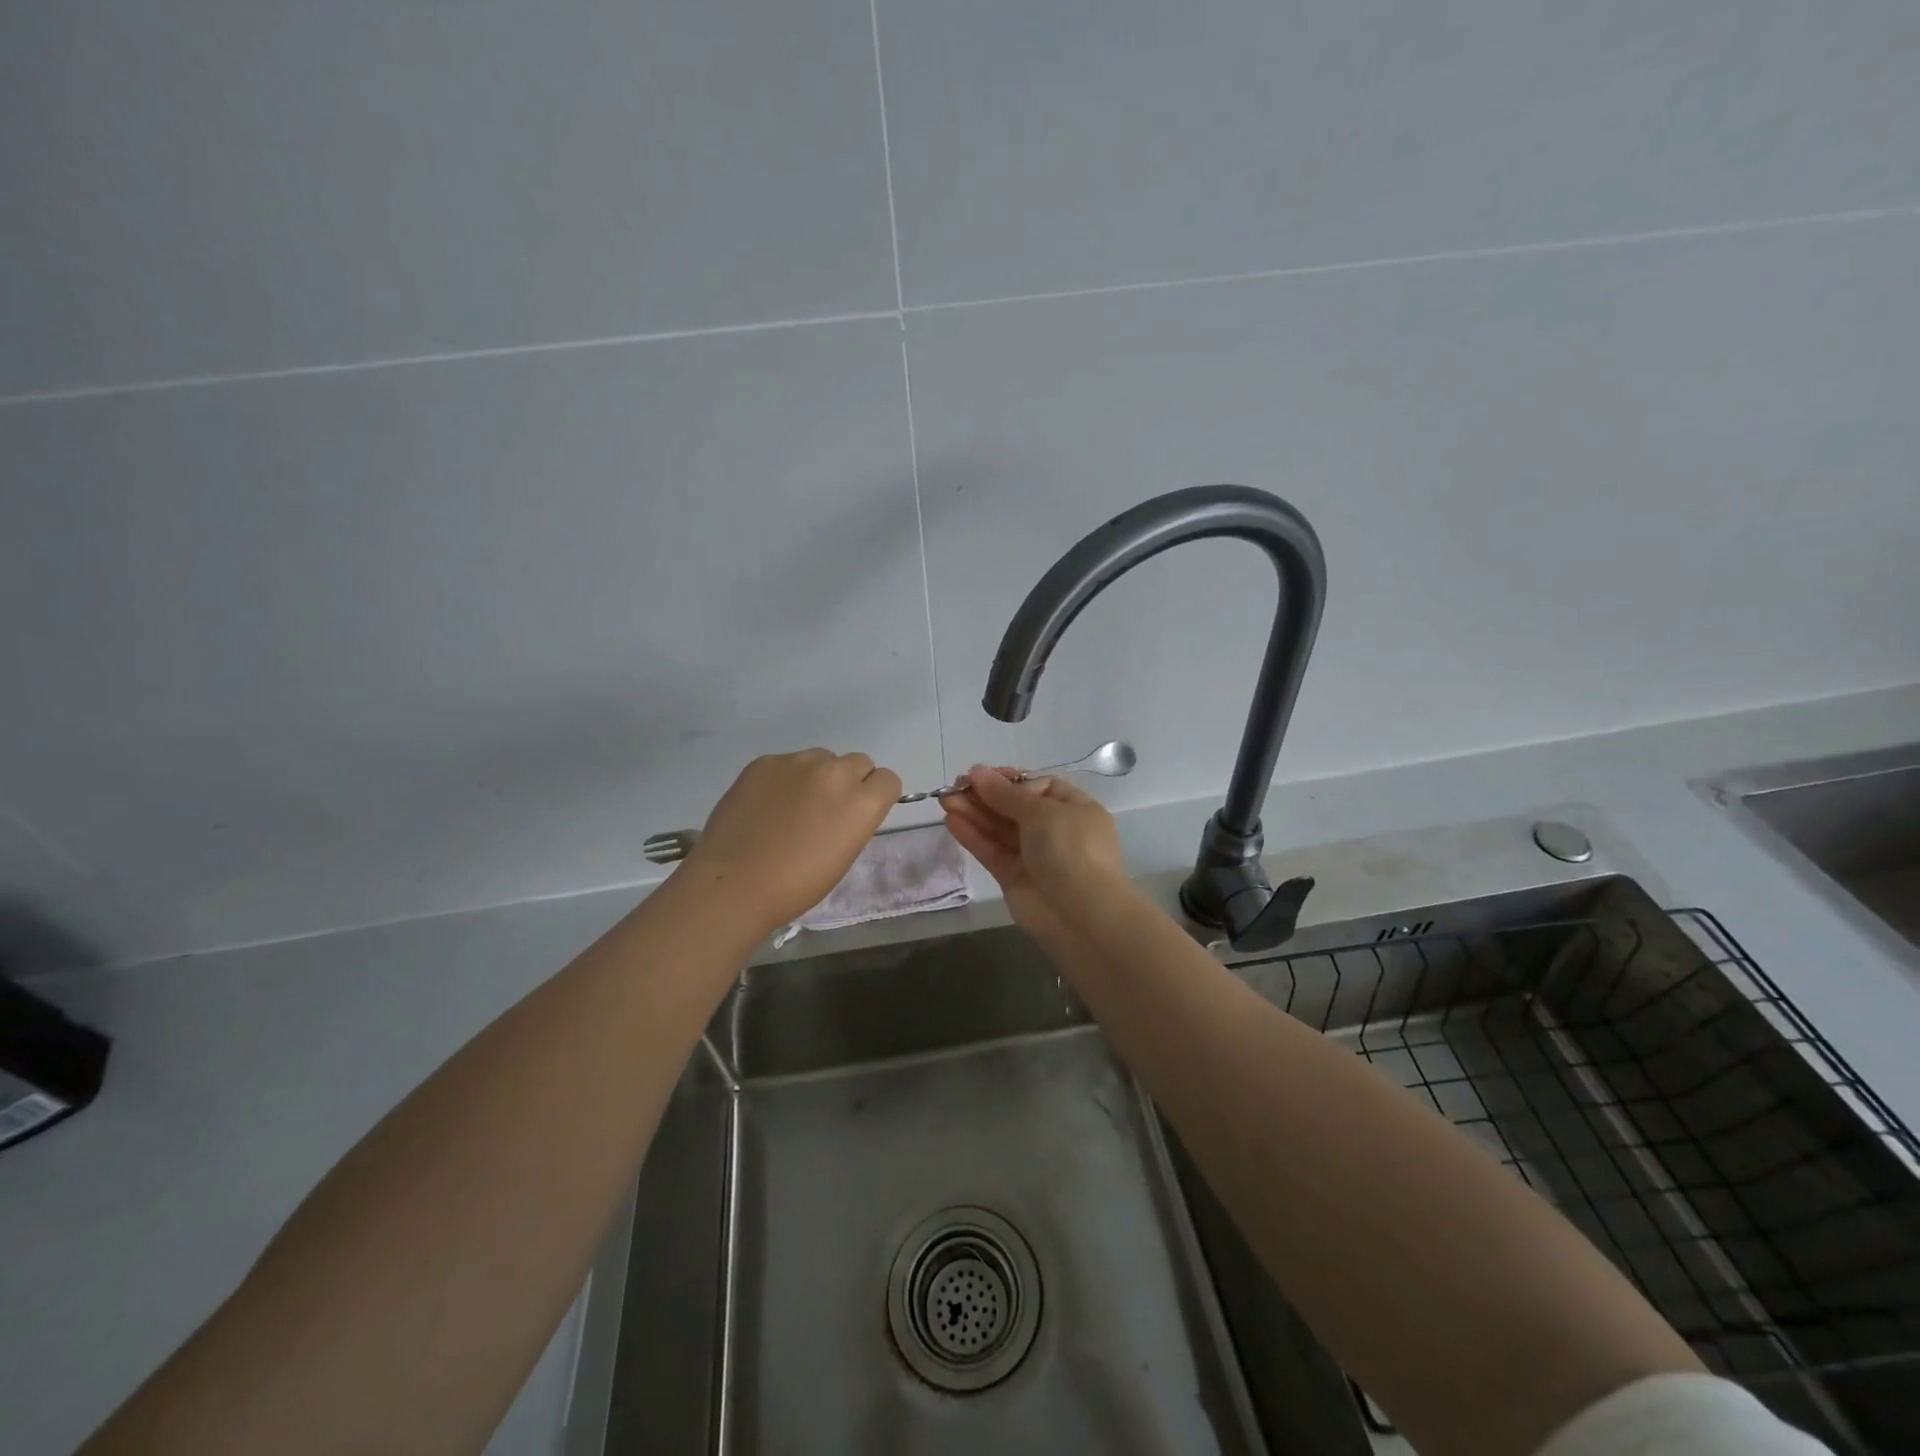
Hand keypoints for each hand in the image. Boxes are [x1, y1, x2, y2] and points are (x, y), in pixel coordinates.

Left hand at [681, 749, 901, 933]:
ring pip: (821, 758)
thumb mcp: (843, 855)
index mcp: (862, 802)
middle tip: (825, 809)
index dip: (875, 795)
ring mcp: (797, 762)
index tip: (858, 813)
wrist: (734, 883)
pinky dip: (782, 779)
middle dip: (849, 782)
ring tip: (790, 807)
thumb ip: (853, 820)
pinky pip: (785, 763)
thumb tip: (844, 808)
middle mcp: (835, 772)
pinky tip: (764, 806)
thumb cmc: (796, 884)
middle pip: (858, 762)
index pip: (888, 779)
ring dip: (815, 777)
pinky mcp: (764, 762)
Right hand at [941, 764, 1125, 941]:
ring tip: (945, 799)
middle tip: (954, 786)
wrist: (1082, 915)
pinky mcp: (1014, 878)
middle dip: (985, 796)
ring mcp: (1034, 856)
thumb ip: (1006, 795)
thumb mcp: (1043, 813)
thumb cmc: (1071, 850)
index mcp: (1074, 809)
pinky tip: (951, 821)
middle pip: (1014, 807)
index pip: (1037, 787)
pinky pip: (992, 851)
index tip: (980, 775)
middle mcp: (1055, 830)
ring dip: (973, 812)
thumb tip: (978, 772)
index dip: (1008, 780)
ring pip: (999, 829)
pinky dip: (973, 836)